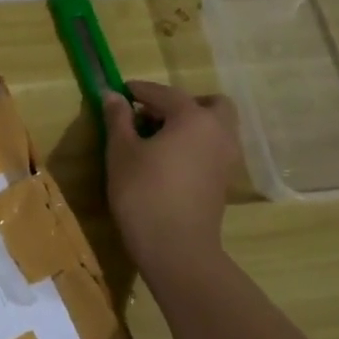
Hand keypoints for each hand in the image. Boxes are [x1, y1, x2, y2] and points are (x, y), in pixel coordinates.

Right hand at [103, 81, 241, 281]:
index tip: (121, 91)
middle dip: (181, 104)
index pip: (165, 94)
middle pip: (208, 104)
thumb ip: (118, 119)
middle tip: (152, 116)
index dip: (140, 91)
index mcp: (194, 118)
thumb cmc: (143, 193)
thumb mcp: (121, 152)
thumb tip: (112, 95)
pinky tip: (169, 161)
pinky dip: (195, 145)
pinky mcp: (223, 181)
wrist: (176, 247)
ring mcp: (226, 158)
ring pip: (214, 127)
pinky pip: (212, 149)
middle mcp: (218, 132)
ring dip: (190, 125)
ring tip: (158, 140)